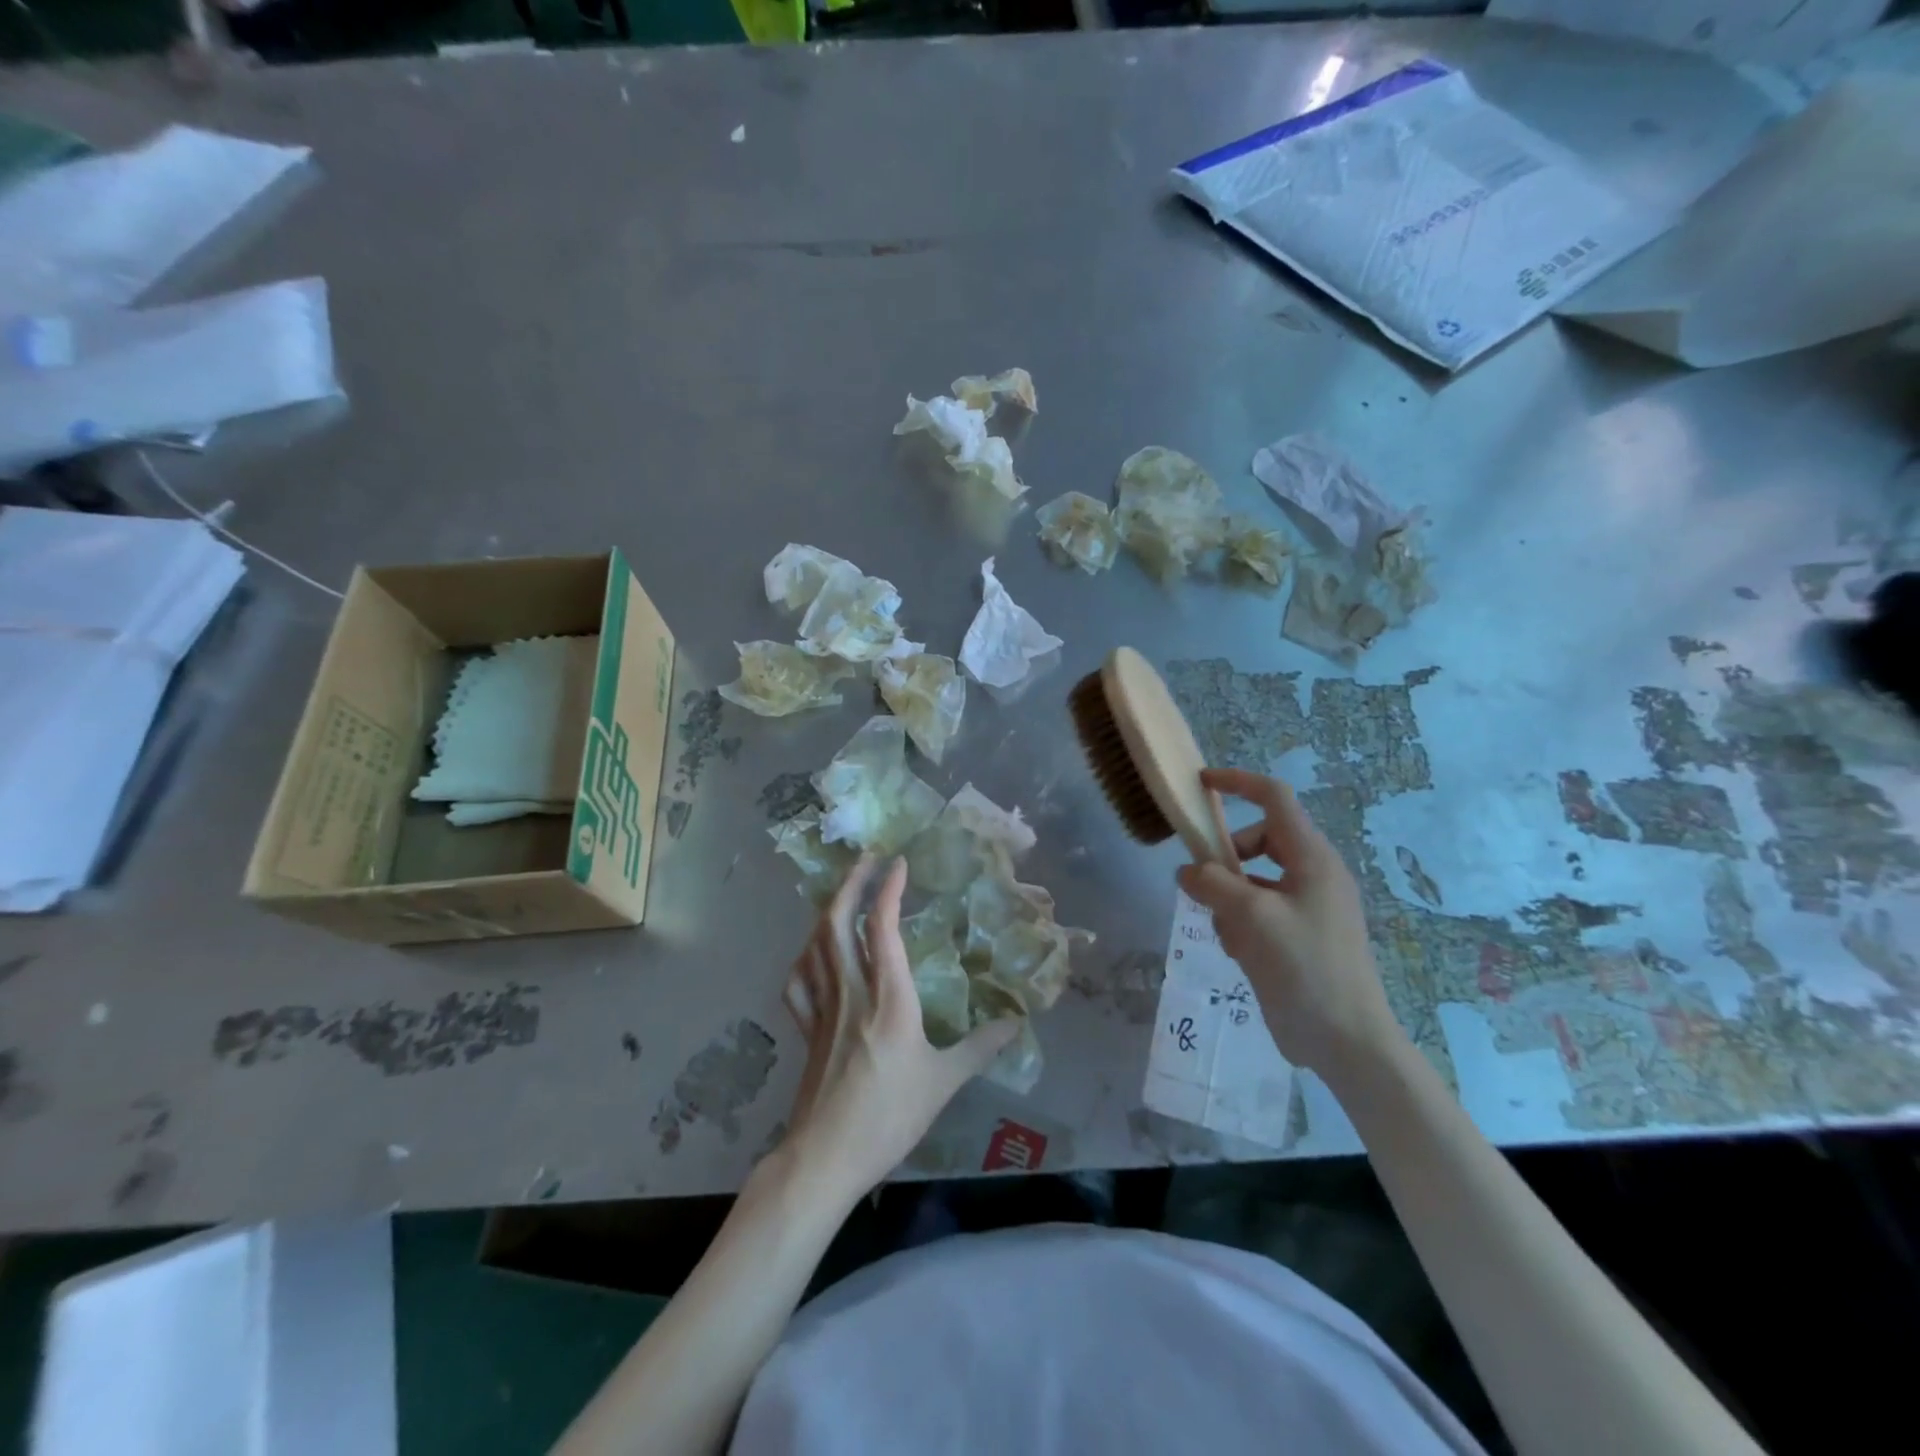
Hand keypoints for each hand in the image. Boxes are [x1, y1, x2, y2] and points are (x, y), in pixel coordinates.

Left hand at [778, 856, 1017, 1201]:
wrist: (825, 1157)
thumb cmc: (888, 1117)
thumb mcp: (943, 1082)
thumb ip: (979, 1048)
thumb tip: (1015, 1022)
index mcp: (888, 999)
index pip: (882, 929)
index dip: (888, 890)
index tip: (898, 863)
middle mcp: (851, 991)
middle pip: (837, 923)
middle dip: (850, 884)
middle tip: (866, 860)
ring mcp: (822, 1008)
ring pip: (815, 945)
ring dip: (827, 910)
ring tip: (844, 894)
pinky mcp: (806, 1029)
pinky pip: (798, 980)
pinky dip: (804, 956)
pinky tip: (813, 952)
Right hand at [1175, 768, 1405, 1076]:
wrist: (1346, 1040)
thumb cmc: (1305, 967)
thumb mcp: (1252, 917)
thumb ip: (1213, 883)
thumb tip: (1187, 871)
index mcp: (1313, 858)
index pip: (1275, 798)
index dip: (1238, 783)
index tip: (1200, 784)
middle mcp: (1312, 874)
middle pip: (1258, 840)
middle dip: (1227, 858)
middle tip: (1203, 883)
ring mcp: (1306, 906)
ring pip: (1252, 878)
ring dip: (1230, 897)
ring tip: (1228, 931)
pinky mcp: (1296, 935)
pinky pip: (1257, 909)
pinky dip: (1240, 922)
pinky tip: (1239, 952)